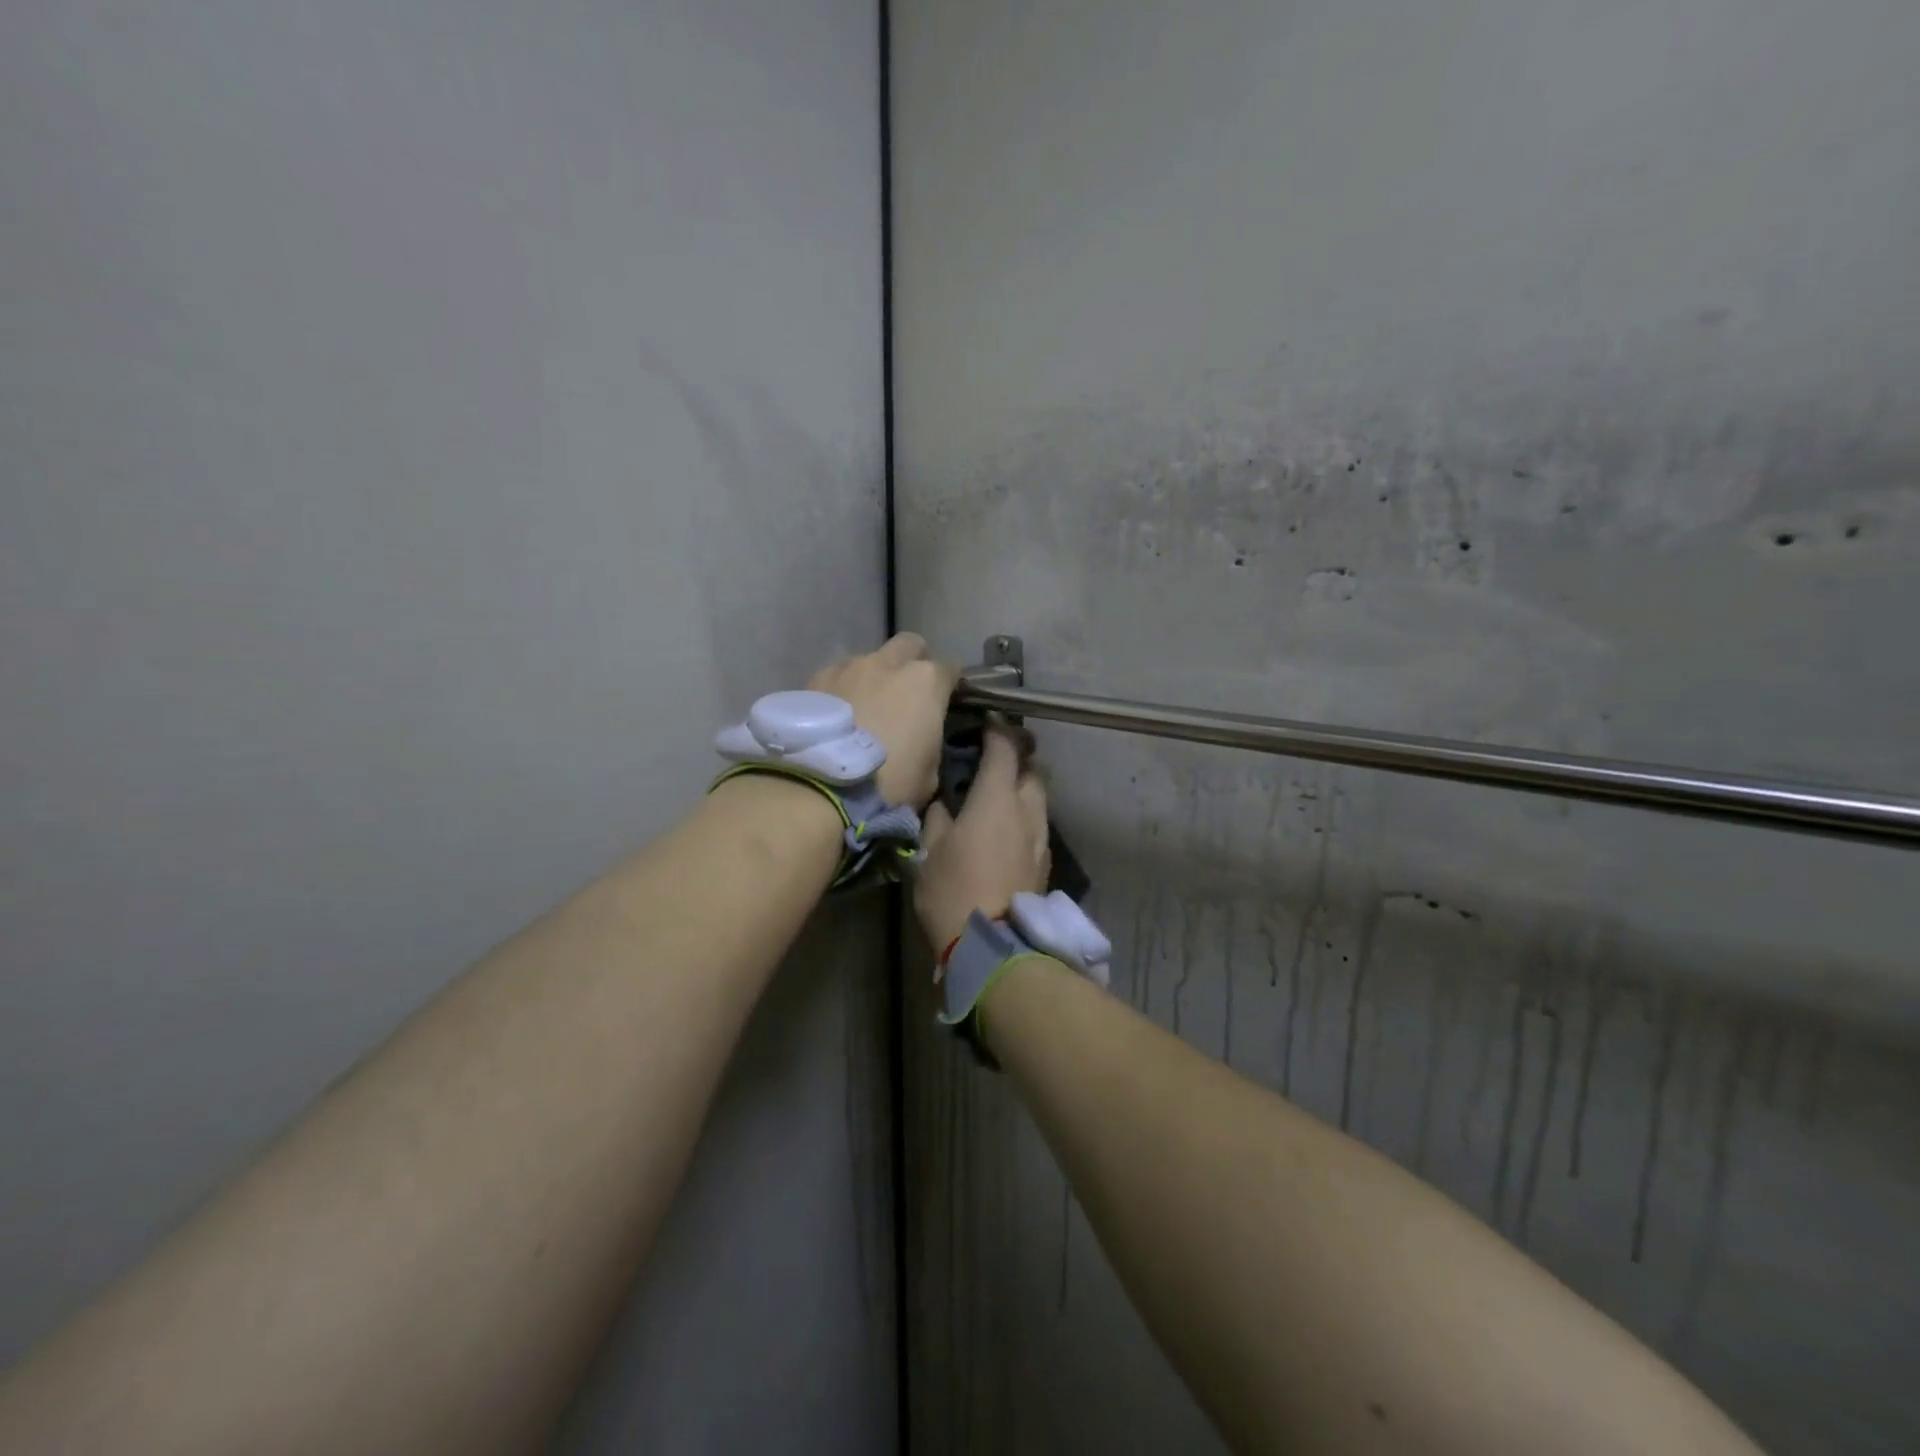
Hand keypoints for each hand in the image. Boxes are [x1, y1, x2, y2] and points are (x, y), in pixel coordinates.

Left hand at [809, 633, 956, 808]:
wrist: (821, 787)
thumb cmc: (888, 783)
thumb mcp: (930, 775)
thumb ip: (931, 743)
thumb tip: (923, 739)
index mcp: (926, 681)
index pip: (951, 669)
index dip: (950, 686)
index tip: (945, 703)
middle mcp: (889, 662)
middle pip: (909, 645)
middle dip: (913, 661)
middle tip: (908, 694)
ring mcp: (849, 666)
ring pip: (870, 660)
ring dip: (874, 677)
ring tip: (865, 708)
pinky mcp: (816, 678)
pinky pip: (838, 676)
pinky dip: (843, 690)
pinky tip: (837, 716)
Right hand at [914, 721, 1049, 951]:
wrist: (993, 945)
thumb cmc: (953, 890)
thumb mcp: (930, 850)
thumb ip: (939, 817)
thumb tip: (945, 805)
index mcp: (997, 798)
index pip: (1005, 747)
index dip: (997, 729)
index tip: (987, 721)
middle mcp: (1027, 809)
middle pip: (1033, 769)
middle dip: (1018, 757)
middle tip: (995, 758)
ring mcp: (1041, 837)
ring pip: (1039, 797)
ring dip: (1024, 788)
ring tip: (999, 794)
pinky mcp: (1045, 862)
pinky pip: (1038, 824)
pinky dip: (1025, 816)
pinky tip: (1006, 829)